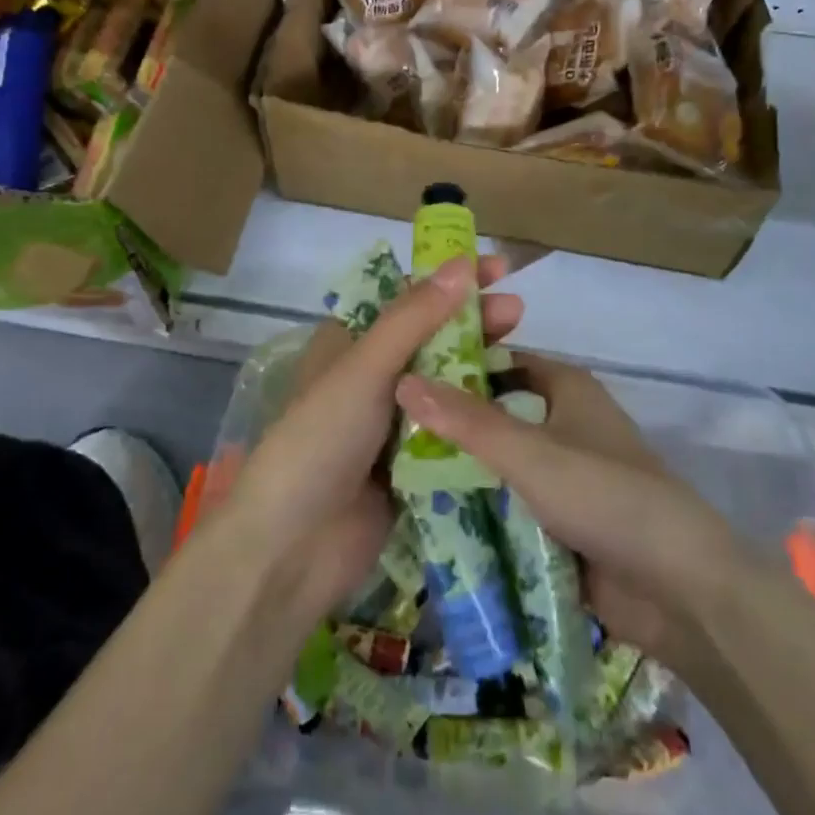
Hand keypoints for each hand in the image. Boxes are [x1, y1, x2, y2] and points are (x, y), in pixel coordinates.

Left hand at [220, 255, 523, 619]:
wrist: (292, 549)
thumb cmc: (320, 441)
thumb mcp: (364, 369)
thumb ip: (413, 318)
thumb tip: (462, 264)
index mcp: (349, 345)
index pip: (405, 297)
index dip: (448, 279)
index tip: (495, 268)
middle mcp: (371, 377)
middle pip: (430, 337)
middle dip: (472, 321)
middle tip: (517, 312)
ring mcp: (393, 423)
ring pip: (445, 383)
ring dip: (479, 365)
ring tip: (522, 352)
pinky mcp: (412, 464)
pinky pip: (451, 429)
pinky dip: (477, 413)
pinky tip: (512, 405)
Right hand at [395, 355, 763, 671]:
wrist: (680, 587)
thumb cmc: (606, 495)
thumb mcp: (530, 452)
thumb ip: (467, 421)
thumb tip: (402, 379)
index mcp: (567, 388)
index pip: (500, 361)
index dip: (456, 364)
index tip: (403, 376)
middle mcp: (566, 422)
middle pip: (497, 414)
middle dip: (451, 425)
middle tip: (388, 433)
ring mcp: (566, 475)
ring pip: (502, 463)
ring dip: (462, 472)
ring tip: (395, 476)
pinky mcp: (565, 521)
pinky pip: (513, 506)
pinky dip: (482, 510)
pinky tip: (431, 518)